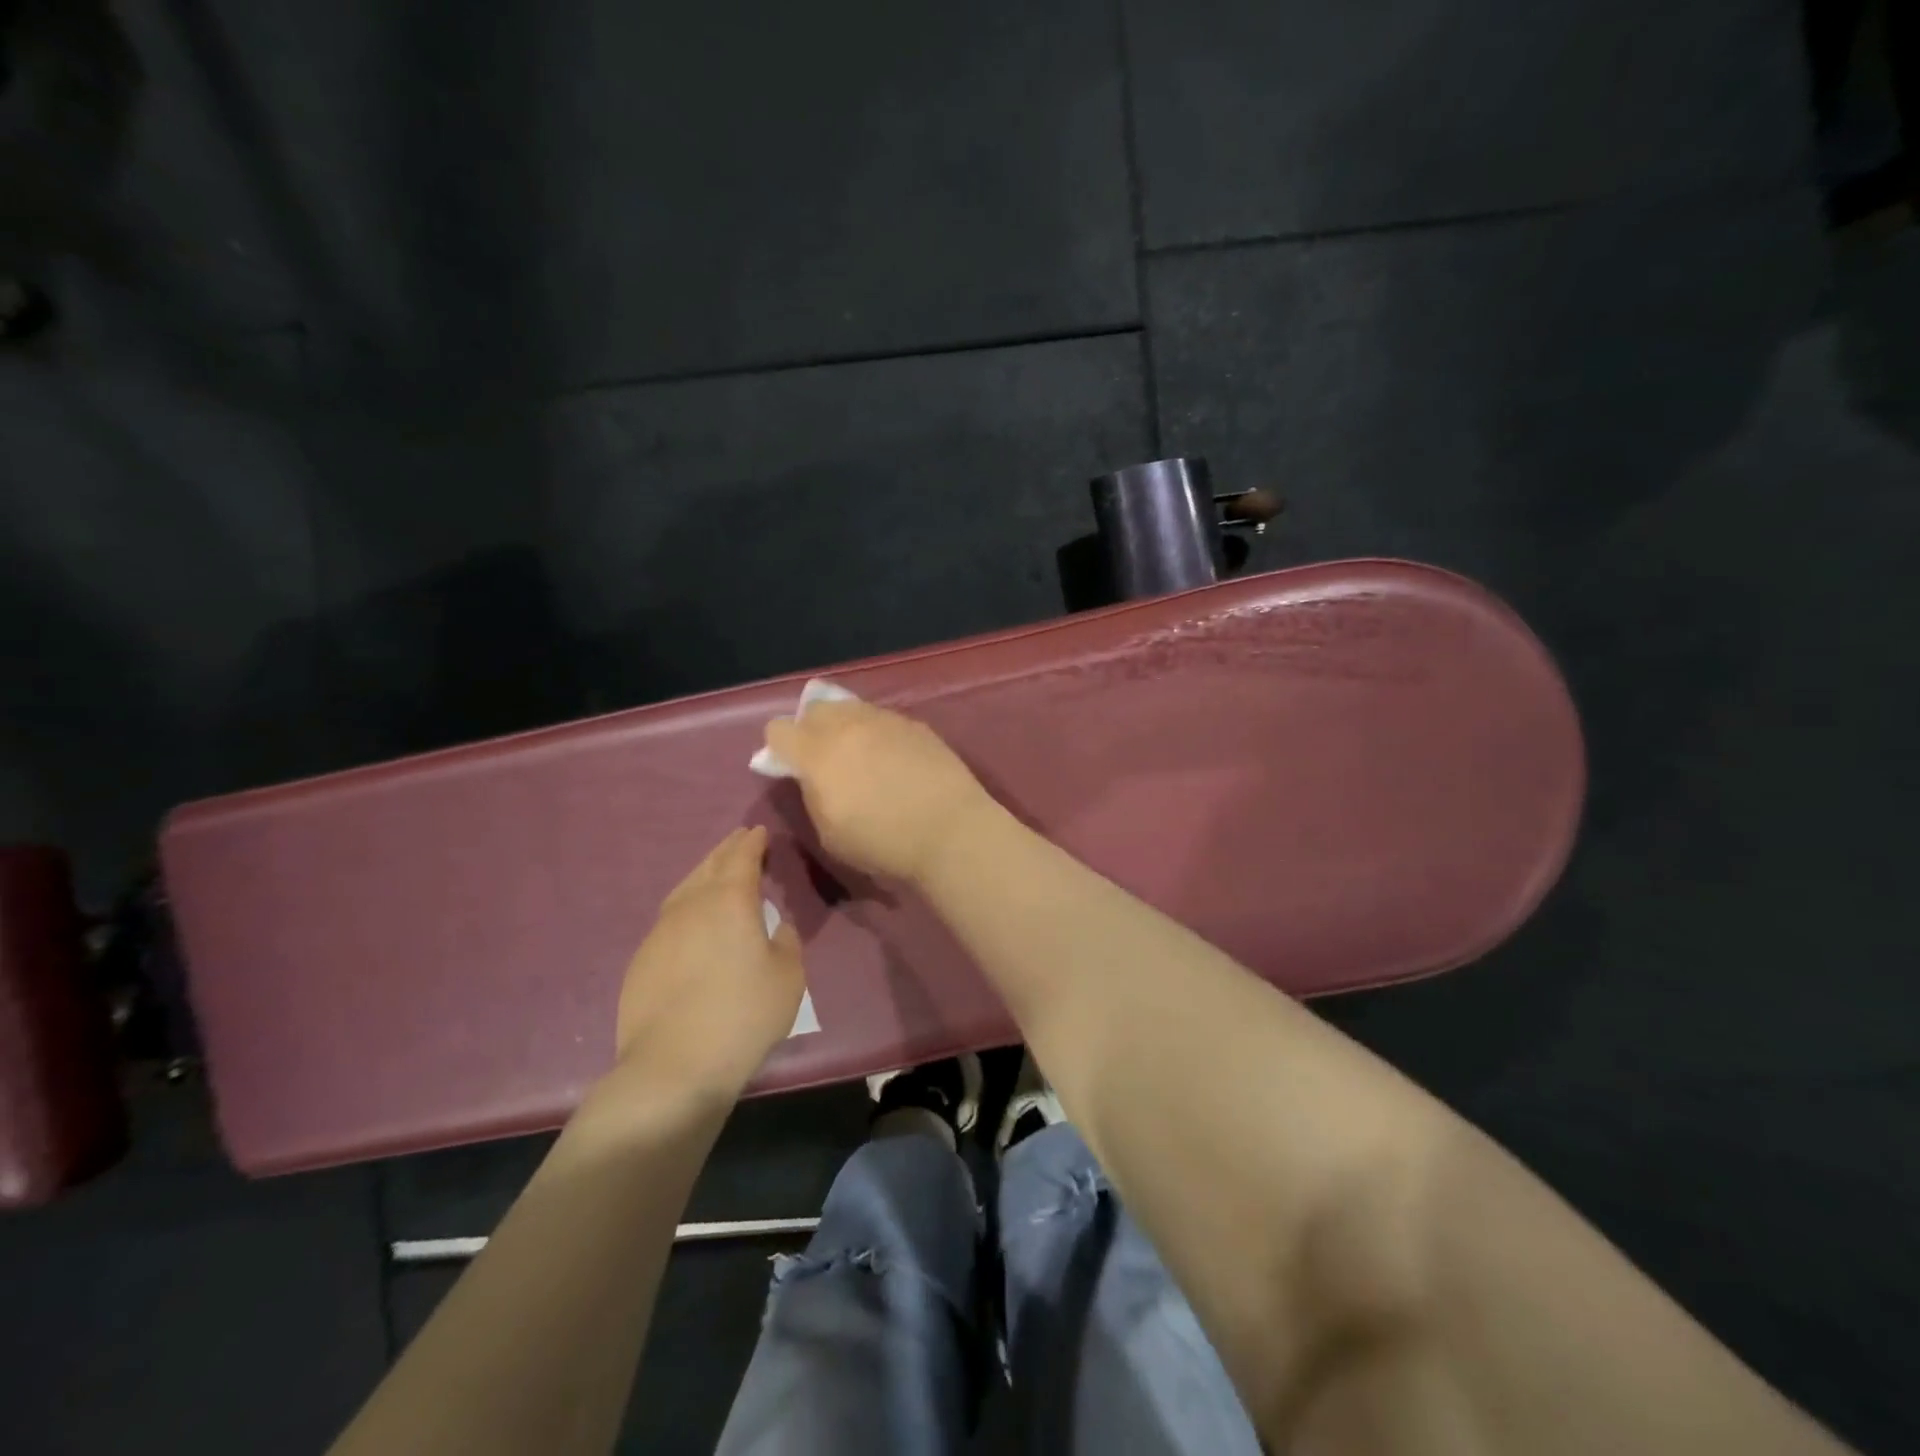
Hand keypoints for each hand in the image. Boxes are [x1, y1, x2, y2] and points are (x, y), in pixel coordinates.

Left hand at [614, 826, 804, 1098]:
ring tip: (716, 872)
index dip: (752, 842)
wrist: (674, 1066)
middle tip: (740, 840)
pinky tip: (692, 921)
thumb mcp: (788, 977)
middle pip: (710, 866)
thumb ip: (787, 942)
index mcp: (730, 901)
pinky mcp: (642, 959)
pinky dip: (686, 906)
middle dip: (727, 850)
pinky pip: (669, 918)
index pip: (742, 857)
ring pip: (684, 889)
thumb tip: (777, 927)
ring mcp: (660, 932)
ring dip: (703, 873)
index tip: (760, 832)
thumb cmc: (743, 1016)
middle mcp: (692, 905)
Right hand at [761, 699, 992, 883]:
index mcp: (817, 754)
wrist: (950, 830)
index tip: (789, 767)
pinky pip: (882, 718)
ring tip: (859, 755)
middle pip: (815, 709)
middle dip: (810, 728)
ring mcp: (884, 720)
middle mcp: (848, 726)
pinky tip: (891, 758)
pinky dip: (876, 732)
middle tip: (823, 758)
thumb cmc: (883, 842)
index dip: (778, 747)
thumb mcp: (829, 833)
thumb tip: (809, 776)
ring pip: (851, 708)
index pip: (778, 729)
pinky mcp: (914, 724)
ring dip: (845, 726)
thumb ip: (812, 795)